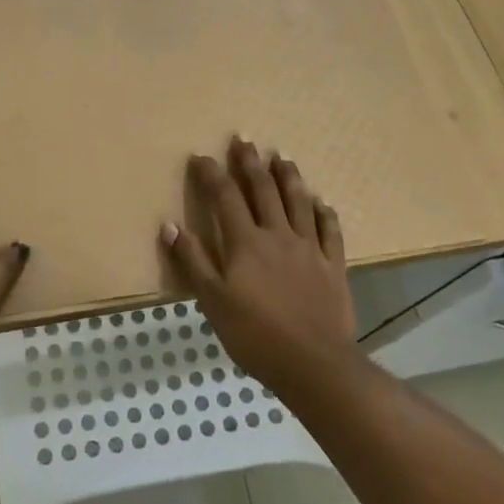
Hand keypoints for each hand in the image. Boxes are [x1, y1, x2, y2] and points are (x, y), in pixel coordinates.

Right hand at [161, 137, 357, 391]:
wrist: (314, 363)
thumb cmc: (255, 335)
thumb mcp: (213, 301)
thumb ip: (193, 260)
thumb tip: (169, 224)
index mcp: (245, 243)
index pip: (224, 197)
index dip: (211, 174)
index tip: (201, 156)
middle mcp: (277, 235)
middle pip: (263, 190)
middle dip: (250, 163)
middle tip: (243, 140)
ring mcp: (309, 248)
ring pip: (298, 202)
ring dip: (289, 177)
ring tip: (282, 157)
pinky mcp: (333, 265)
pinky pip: (330, 231)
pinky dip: (325, 213)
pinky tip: (322, 202)